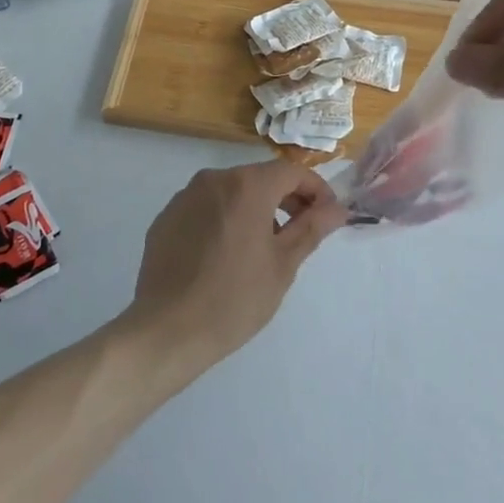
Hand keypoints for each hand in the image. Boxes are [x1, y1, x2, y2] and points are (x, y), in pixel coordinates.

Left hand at [121, 160, 349, 377]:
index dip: (315, 189)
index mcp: (246, 186)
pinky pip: (205, 208)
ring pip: (231, 192)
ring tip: (262, 248)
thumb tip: (337, 208)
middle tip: (301, 233)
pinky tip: (224, 256)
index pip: (291, 172)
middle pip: (260, 178)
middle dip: (285, 199)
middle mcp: (214, 179)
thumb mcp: (283, 265)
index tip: (327, 216)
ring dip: (253, 209)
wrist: (167, 330)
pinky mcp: (166, 217)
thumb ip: (311, 228)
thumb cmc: (235, 299)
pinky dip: (223, 220)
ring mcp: (185, 196)